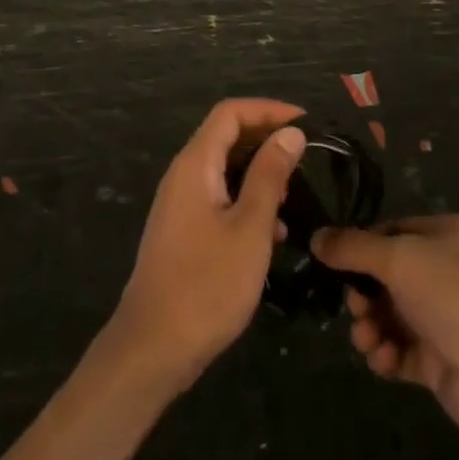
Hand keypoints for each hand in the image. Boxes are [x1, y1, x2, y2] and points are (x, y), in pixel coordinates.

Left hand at [106, 98, 306, 395]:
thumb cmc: (206, 284)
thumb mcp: (250, 228)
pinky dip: (246, 201)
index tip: (306, 123)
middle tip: (306, 157)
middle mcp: (184, 175)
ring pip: (224, 169)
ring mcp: (180, 204)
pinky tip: (272, 232)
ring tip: (295, 193)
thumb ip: (270, 175)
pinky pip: (218, 197)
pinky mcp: (183, 231)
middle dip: (267, 140)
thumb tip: (291, 133)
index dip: (268, 110)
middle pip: (226, 137)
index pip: (230, 113)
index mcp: (196, 164)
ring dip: (259, 173)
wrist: (152, 349)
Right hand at [314, 214, 458, 448]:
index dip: (361, 246)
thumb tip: (315, 237)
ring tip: (368, 340)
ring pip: (389, 316)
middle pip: (385, 277)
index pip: (390, 232)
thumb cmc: (452, 293)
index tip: (333, 262)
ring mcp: (442, 318)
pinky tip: (383, 360)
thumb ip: (353, 248)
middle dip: (363, 293)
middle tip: (355, 308)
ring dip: (370, 327)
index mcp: (442, 236)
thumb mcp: (397, 257)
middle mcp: (443, 272)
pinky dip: (386, 356)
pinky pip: (400, 352)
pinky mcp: (439, 361)